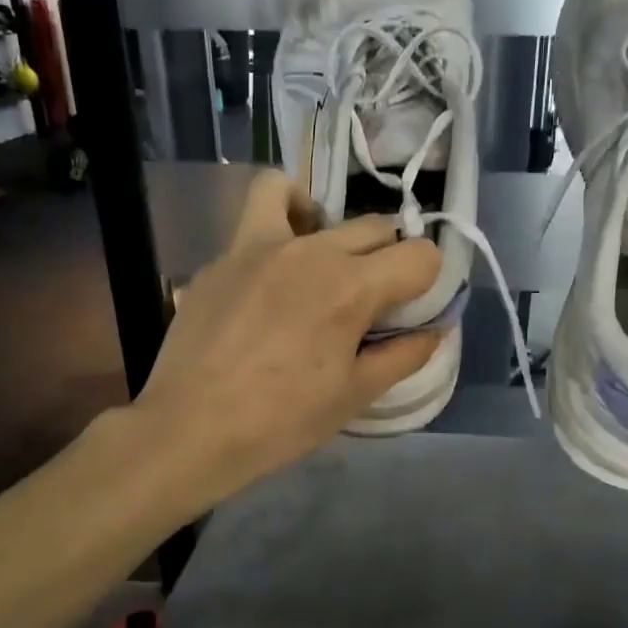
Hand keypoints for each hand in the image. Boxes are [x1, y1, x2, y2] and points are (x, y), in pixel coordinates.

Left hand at [131, 173, 442, 509]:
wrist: (191, 429)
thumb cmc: (281, 421)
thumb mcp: (354, 395)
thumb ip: (404, 355)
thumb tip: (437, 329)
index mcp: (351, 287)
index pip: (420, 256)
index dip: (429, 282)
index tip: (412, 310)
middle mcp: (311, 251)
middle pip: (375, 227)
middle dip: (389, 258)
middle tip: (372, 301)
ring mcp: (258, 246)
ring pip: (307, 198)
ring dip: (329, 222)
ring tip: (322, 260)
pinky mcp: (222, 257)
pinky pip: (258, 217)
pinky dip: (278, 225)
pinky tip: (272, 269)